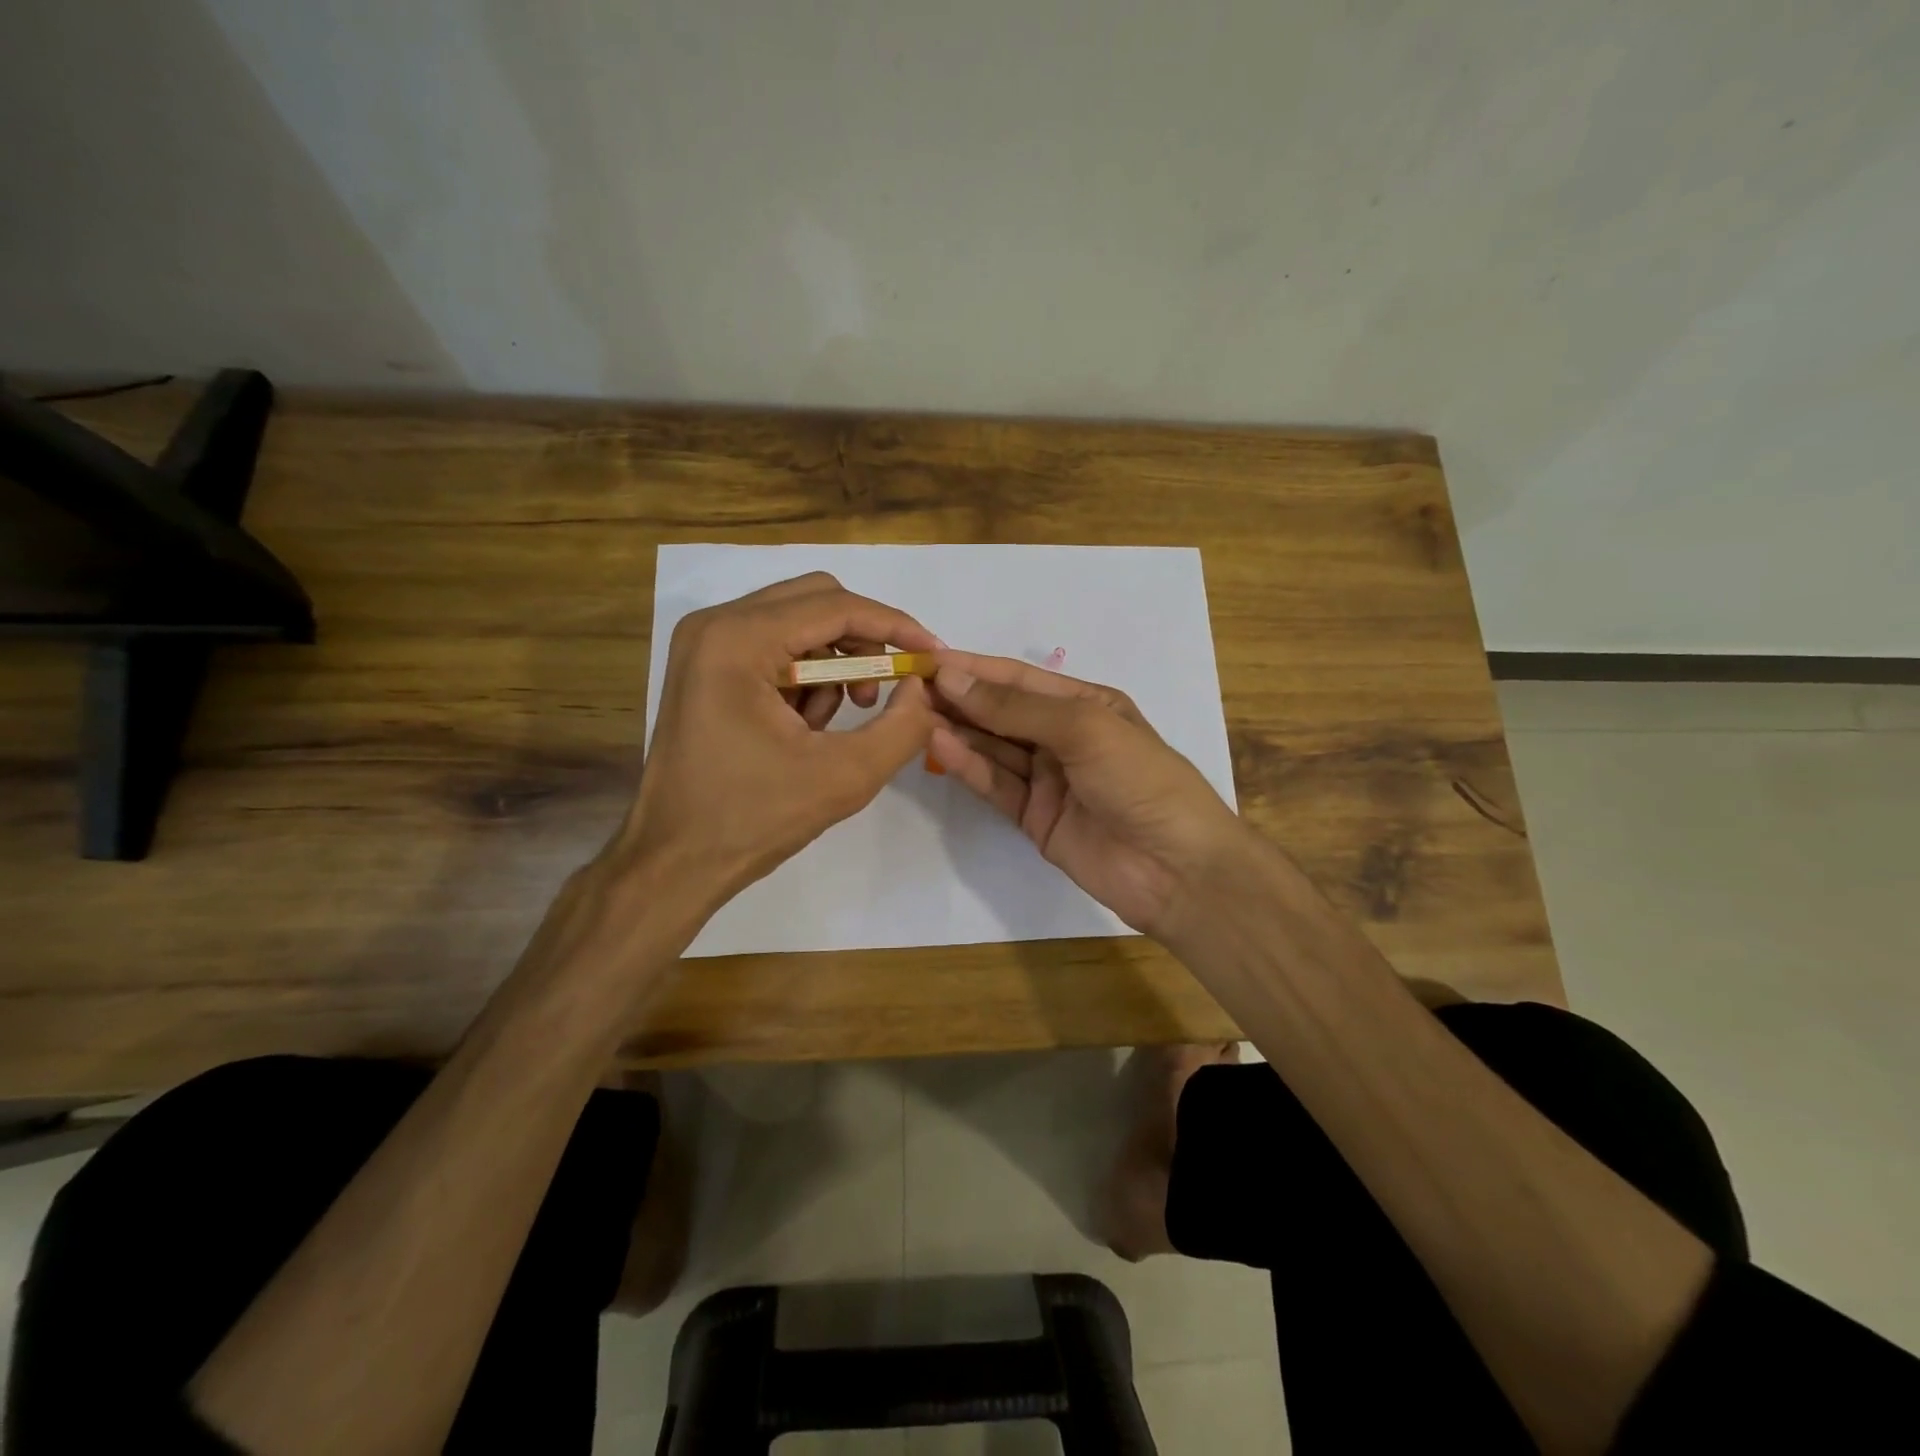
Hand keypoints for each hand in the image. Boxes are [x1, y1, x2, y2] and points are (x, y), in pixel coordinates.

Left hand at [612, 573, 939, 913]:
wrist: (675, 861)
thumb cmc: (753, 819)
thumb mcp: (845, 776)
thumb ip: (902, 726)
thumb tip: (922, 688)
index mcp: (738, 640)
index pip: (835, 606)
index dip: (894, 626)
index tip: (932, 655)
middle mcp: (715, 625)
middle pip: (816, 601)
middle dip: (863, 643)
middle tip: (885, 690)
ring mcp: (705, 644)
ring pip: (798, 624)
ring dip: (834, 665)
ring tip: (838, 722)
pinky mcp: (706, 667)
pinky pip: (776, 649)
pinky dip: (806, 679)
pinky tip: (804, 728)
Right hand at [929, 650, 1243, 937]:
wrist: (1176, 869)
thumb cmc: (1140, 780)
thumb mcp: (1084, 728)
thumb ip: (1016, 707)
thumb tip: (953, 678)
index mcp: (1086, 704)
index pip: (1018, 679)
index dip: (973, 668)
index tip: (926, 659)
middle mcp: (1064, 736)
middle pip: (1001, 712)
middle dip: (958, 699)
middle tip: (907, 689)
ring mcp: (1048, 779)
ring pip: (993, 748)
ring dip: (957, 731)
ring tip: (912, 715)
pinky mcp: (1034, 817)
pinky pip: (996, 784)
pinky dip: (968, 767)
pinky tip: (938, 747)